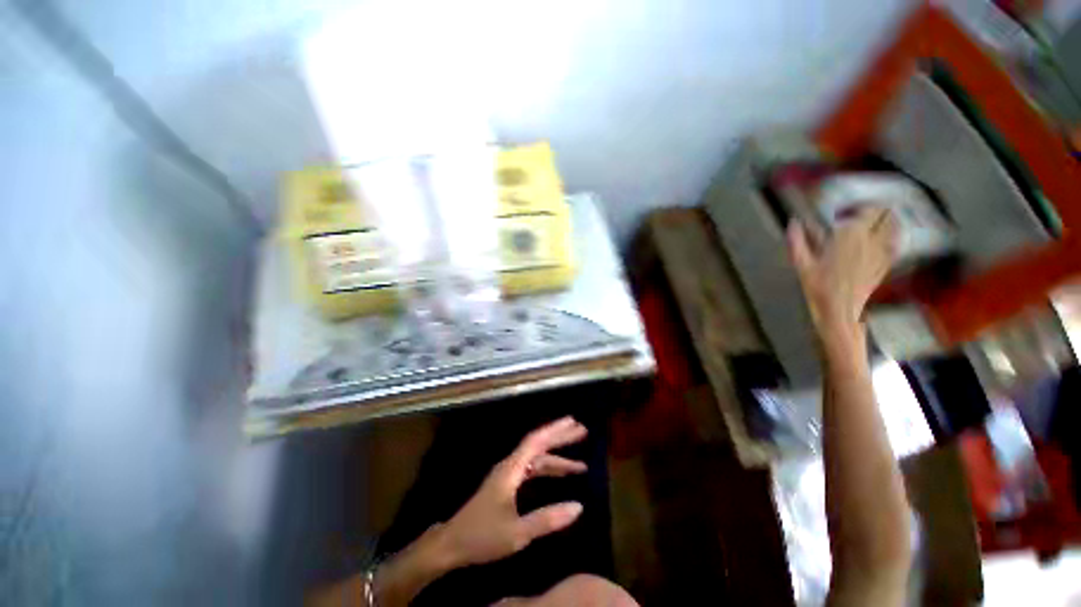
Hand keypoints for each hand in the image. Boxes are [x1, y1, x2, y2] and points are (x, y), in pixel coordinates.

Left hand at [441, 416, 588, 567]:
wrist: (452, 544)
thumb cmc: (482, 536)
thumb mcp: (517, 533)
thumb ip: (547, 519)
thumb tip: (579, 506)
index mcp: (511, 469)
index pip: (536, 441)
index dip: (555, 430)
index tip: (574, 422)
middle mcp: (510, 465)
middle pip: (538, 444)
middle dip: (560, 437)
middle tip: (582, 432)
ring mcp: (508, 474)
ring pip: (536, 458)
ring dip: (557, 457)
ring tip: (580, 465)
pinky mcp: (507, 484)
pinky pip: (532, 470)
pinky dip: (548, 469)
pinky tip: (558, 476)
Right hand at [788, 207, 897, 343]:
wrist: (840, 310)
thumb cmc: (818, 286)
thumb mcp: (801, 264)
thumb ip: (797, 240)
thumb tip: (793, 223)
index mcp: (850, 235)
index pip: (867, 209)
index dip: (858, 206)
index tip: (844, 211)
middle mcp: (871, 239)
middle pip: (885, 214)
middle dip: (876, 210)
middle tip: (861, 214)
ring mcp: (882, 251)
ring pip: (895, 226)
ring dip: (888, 220)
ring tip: (876, 222)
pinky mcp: (887, 264)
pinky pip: (896, 243)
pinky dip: (893, 236)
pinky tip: (885, 239)